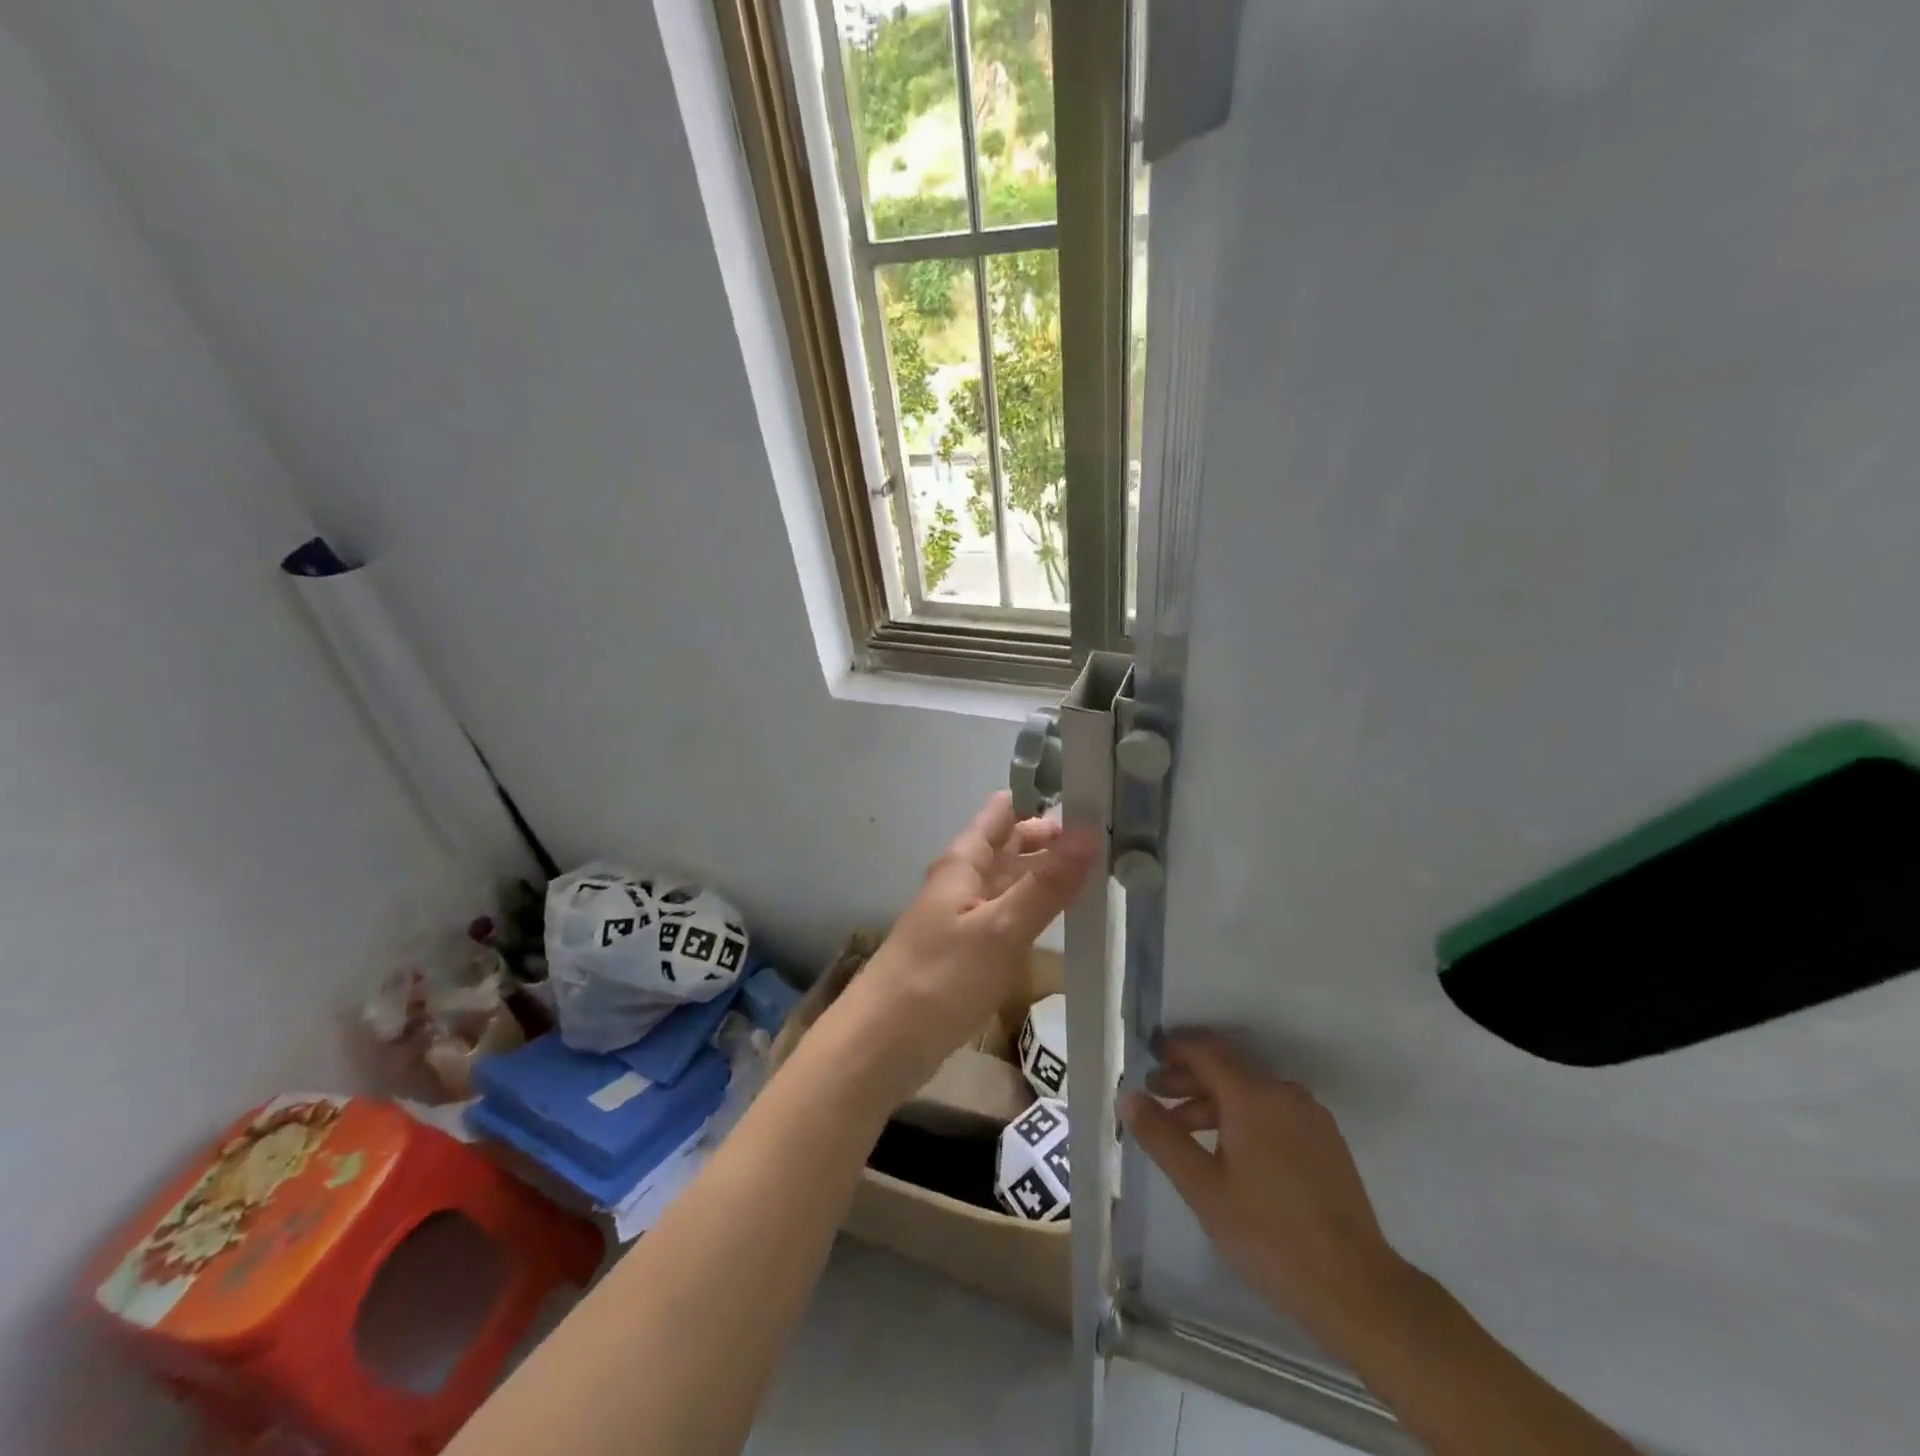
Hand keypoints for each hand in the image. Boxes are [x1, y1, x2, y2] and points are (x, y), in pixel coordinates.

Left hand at [830, 791, 1099, 1102]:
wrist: (882, 1045)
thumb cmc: (939, 979)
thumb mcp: (999, 929)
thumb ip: (1046, 885)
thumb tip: (1090, 832)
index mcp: (965, 861)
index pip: (1005, 810)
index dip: (1044, 797)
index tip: (1093, 794)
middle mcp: (964, 880)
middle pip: (1012, 844)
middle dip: (1054, 838)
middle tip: (1113, 837)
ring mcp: (966, 915)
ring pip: (1012, 880)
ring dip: (1049, 873)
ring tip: (1105, 871)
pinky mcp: (969, 950)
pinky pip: (1009, 915)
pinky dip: (1037, 908)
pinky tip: (1067, 918)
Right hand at [1122, 1032, 1407, 1339]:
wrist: (1358, 1289)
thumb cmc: (1269, 1235)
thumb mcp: (1203, 1188)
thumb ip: (1162, 1136)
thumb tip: (1127, 1096)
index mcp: (1254, 1096)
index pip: (1206, 1051)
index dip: (1174, 1050)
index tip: (1148, 1058)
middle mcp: (1284, 1093)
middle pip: (1228, 1069)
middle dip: (1188, 1078)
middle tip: (1155, 1095)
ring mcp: (1311, 1117)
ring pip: (1251, 1092)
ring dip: (1214, 1101)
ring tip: (1185, 1131)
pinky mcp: (1326, 1142)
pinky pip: (1274, 1112)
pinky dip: (1243, 1117)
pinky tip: (1228, 1151)